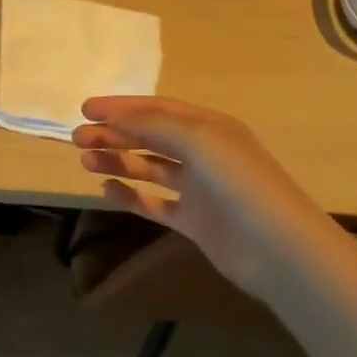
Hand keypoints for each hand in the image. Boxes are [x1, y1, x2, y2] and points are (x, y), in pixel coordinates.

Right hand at [72, 95, 356, 304]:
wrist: (278, 250)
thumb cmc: (239, 184)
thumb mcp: (197, 140)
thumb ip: (153, 124)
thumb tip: (113, 116)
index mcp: (210, 128)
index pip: (157, 109)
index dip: (121, 107)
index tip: (85, 109)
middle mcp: (204, 153)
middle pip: (149, 137)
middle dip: (113, 134)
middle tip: (78, 138)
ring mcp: (198, 188)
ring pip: (148, 168)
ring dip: (117, 161)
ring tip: (85, 162)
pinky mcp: (193, 220)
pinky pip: (153, 202)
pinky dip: (130, 195)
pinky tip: (107, 190)